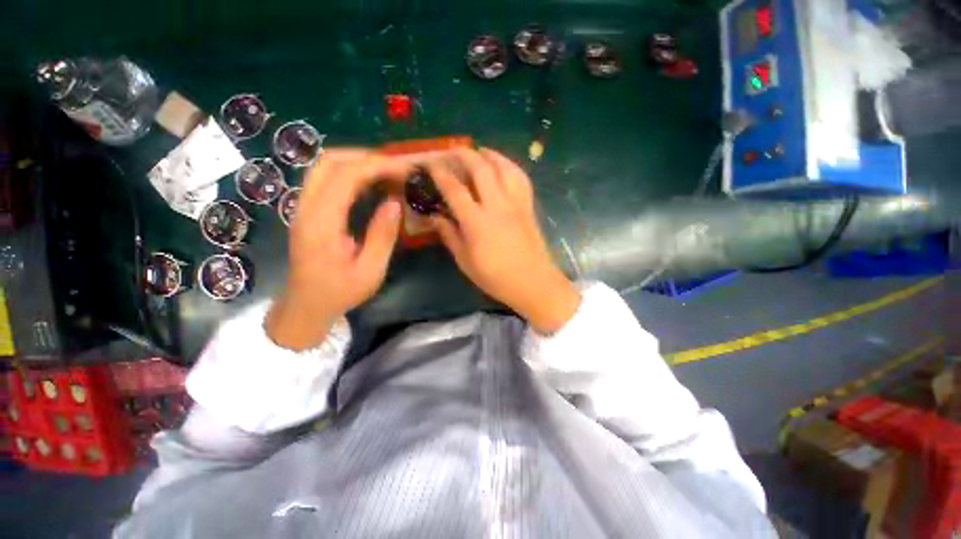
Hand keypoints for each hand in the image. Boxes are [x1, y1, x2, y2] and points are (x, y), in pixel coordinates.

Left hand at [266, 150, 408, 350]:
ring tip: (387, 173)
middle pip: (328, 161)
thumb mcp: (370, 271)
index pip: (344, 177)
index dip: (376, 166)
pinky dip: (350, 173)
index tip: (403, 168)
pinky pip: (325, 179)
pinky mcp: (307, 210)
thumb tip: (395, 202)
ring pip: (324, 166)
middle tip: (396, 167)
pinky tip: (371, 185)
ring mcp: (302, 207)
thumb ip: (383, 235)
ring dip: (357, 162)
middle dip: (365, 157)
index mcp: (321, 224)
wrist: (305, 306)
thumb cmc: (339, 293)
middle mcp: (305, 208)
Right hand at [428, 148, 580, 333]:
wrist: (533, 283)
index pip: (454, 189)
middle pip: (480, 168)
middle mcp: (497, 205)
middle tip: (451, 150)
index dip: (440, 173)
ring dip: (488, 154)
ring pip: (503, 167)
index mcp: (477, 222)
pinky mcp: (528, 206)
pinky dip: (510, 165)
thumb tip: (435, 217)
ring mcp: (516, 203)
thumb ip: (449, 235)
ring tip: (478, 150)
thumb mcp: (465, 261)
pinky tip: (503, 165)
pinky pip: (521, 177)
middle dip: (463, 154)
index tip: (430, 164)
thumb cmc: (496, 277)